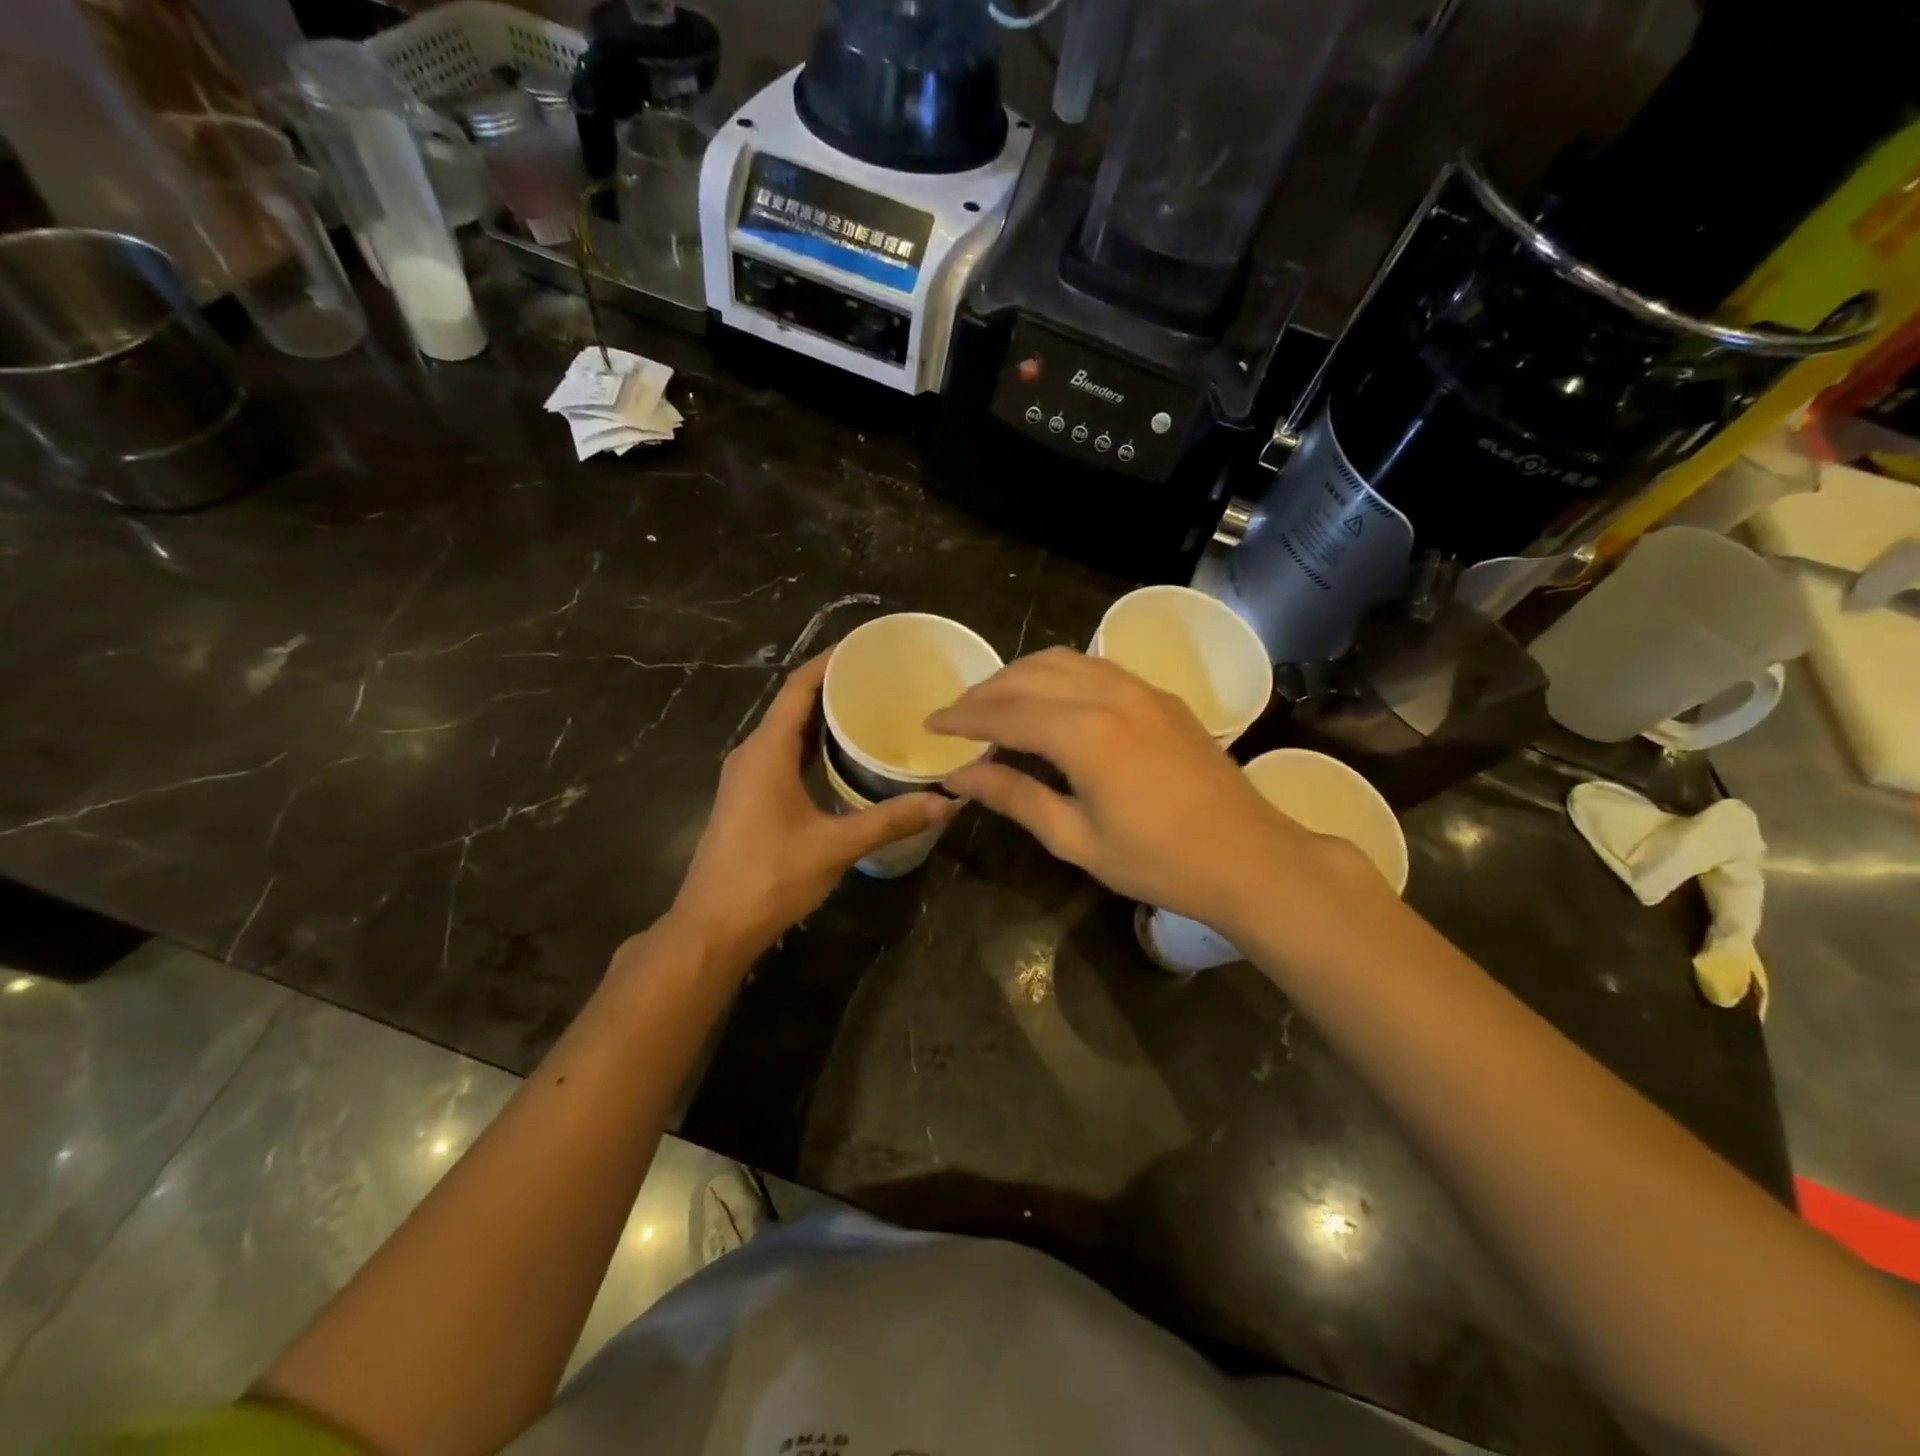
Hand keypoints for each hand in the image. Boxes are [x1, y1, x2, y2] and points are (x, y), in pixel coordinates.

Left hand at [669, 652, 960, 963]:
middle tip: (883, 678)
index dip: (830, 661)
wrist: (713, 926)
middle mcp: (753, 754)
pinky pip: (785, 755)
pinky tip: (845, 757)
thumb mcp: (836, 846)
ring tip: (871, 709)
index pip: (798, 687)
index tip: (867, 647)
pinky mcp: (750, 798)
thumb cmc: (769, 877)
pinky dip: (814, 746)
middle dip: (835, 686)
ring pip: (789, 732)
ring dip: (824, 718)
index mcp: (767, 751)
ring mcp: (748, 777)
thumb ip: (891, 820)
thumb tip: (947, 803)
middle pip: (794, 704)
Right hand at [928, 649, 1363, 936]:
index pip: (1004, 712)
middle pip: (1028, 676)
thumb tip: (959, 776)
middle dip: (984, 692)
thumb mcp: (1075, 838)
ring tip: (994, 703)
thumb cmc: (1158, 861)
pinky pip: (1094, 667)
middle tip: (956, 717)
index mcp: (1084, 733)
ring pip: (1062, 661)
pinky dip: (1057, 675)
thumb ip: (1014, 796)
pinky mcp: (1160, 696)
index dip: (962, 717)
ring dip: (1019, 676)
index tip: (930, 723)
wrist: (1248, 857)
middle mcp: (1108, 694)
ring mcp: (1140, 689)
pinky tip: (1048, 700)